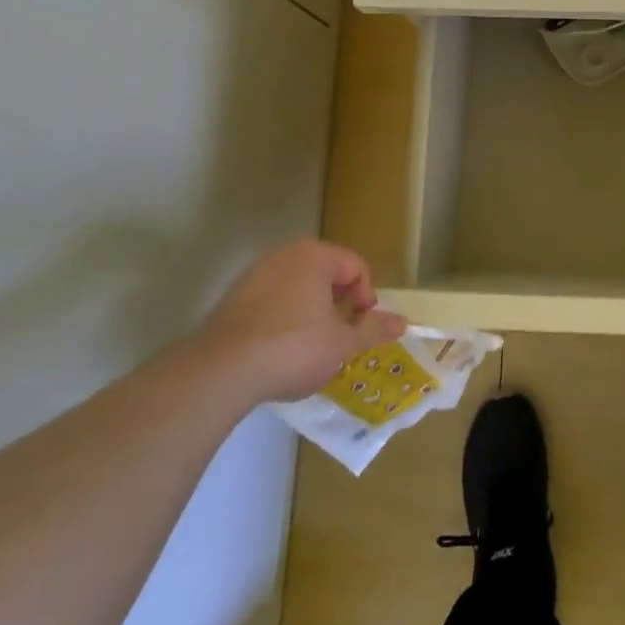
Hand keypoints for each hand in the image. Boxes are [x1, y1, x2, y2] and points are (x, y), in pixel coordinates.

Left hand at [197, 240, 406, 405]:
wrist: (221, 370)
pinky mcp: (232, 298)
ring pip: (297, 287)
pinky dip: (282, 319)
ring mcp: (254, 274)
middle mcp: (284, 254)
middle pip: (325, 274)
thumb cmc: (294, 347)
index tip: (360, 327)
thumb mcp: (342, 343)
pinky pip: (270, 301)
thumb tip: (403, 322)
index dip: (366, 298)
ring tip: (310, 347)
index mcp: (316, 256)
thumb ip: (373, 329)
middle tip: (339, 337)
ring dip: (310, 312)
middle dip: (337, 304)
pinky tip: (278, 351)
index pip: (356, 267)